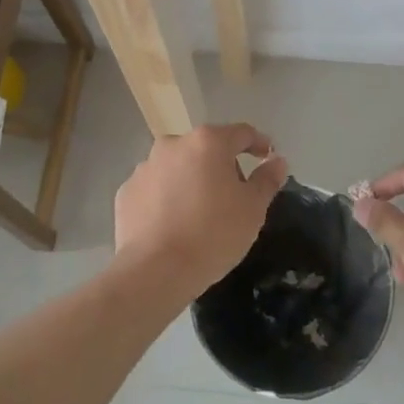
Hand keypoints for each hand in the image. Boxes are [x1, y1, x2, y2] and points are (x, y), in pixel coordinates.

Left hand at [113, 124, 287, 302]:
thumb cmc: (213, 234)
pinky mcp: (126, 192)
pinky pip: (155, 189)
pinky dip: (166, 198)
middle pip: (206, 148)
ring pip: (178, 167)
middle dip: (222, 165)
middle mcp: (173, 145)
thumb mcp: (253, 209)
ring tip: (199, 213)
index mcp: (207, 142)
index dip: (258, 144)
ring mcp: (145, 167)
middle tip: (233, 195)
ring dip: (191, 180)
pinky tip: (173, 224)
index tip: (267, 158)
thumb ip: (267, 179)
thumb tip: (277, 161)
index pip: (241, 133)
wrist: (155, 271)